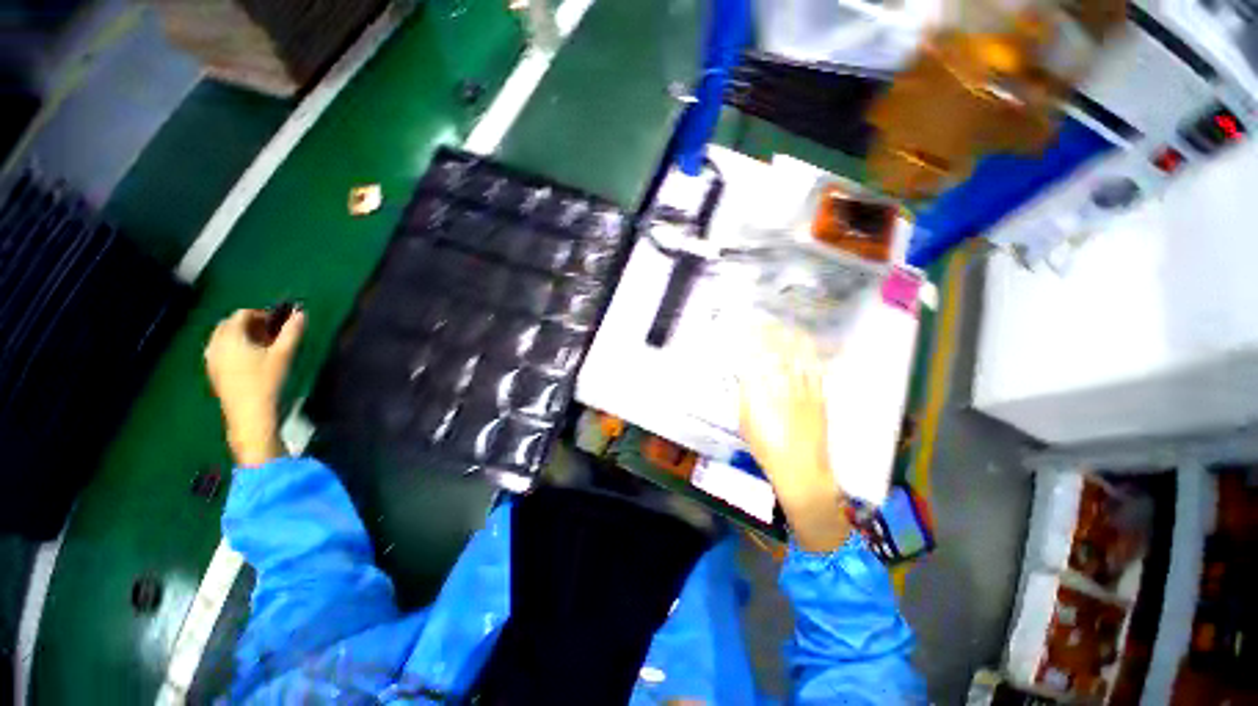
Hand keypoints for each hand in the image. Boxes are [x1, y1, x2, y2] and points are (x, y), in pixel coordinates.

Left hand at [205, 308, 304, 466]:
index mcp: (230, 337)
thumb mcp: (283, 354)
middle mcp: (215, 344)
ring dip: (242, 335)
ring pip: (223, 337)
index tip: (279, 321)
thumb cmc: (266, 381)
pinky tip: (251, 358)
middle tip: (272, 331)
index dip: (262, 313)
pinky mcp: (213, 371)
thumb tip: (301, 313)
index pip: (242, 314)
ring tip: (263, 345)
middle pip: (230, 324)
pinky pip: (221, 350)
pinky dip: (234, 347)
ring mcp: (211, 359)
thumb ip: (292, 332)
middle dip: (250, 323)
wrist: (249, 414)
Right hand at [740, 322, 849, 551]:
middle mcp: (781, 386)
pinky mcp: (819, 395)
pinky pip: (815, 368)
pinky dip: (809, 352)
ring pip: (796, 356)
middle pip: (775, 351)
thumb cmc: (766, 449)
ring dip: (789, 337)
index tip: (745, 326)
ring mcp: (803, 389)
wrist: (802, 470)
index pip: (753, 357)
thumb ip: (744, 395)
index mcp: (759, 394)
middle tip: (762, 319)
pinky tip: (805, 343)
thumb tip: (745, 374)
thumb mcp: (745, 422)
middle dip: (768, 332)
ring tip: (783, 323)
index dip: (750, 339)